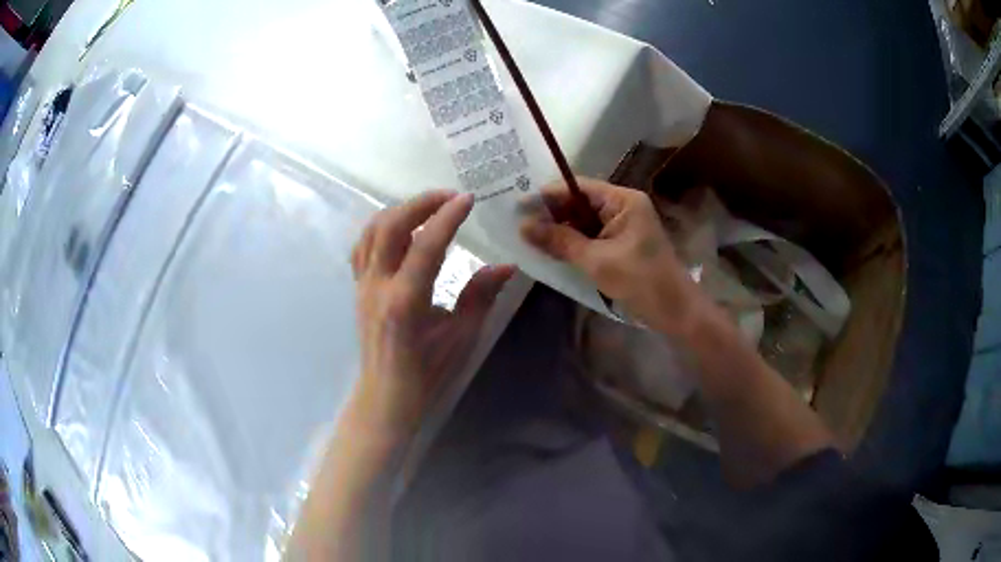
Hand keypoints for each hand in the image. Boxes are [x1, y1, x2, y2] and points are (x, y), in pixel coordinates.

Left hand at [349, 190, 515, 444]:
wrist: (388, 395)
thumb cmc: (429, 372)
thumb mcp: (462, 336)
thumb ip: (481, 296)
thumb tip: (505, 265)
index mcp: (406, 301)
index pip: (426, 245)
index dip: (447, 217)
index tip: (468, 199)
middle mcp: (378, 286)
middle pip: (391, 227)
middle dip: (420, 204)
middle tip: (449, 197)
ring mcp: (363, 285)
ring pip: (371, 231)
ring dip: (399, 211)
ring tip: (427, 207)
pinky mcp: (358, 288)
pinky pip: (363, 246)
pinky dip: (381, 228)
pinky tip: (400, 229)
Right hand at [520, 177, 705, 334]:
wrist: (676, 312)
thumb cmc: (641, 282)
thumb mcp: (597, 261)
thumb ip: (560, 241)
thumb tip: (523, 226)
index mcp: (622, 201)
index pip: (577, 187)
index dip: (546, 195)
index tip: (516, 205)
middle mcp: (623, 207)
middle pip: (579, 203)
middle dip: (550, 213)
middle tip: (516, 222)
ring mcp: (623, 226)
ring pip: (583, 221)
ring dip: (559, 230)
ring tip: (526, 236)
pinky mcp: (622, 245)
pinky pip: (592, 237)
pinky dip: (573, 243)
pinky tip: (550, 250)